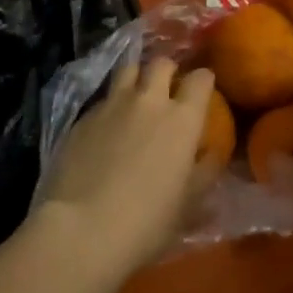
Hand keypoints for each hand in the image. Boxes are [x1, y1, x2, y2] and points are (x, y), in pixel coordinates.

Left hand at [37, 59, 212, 276]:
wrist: (81, 229)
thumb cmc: (146, 222)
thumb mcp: (188, 205)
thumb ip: (204, 173)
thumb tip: (212, 154)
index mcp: (182, 119)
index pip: (200, 79)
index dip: (204, 80)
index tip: (203, 89)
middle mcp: (149, 101)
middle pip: (161, 64)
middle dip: (168, 70)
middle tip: (167, 87)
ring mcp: (113, 105)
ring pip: (128, 69)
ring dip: (136, 77)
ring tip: (135, 95)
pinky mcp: (83, 117)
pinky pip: (103, 98)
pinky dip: (110, 105)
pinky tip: (105, 127)